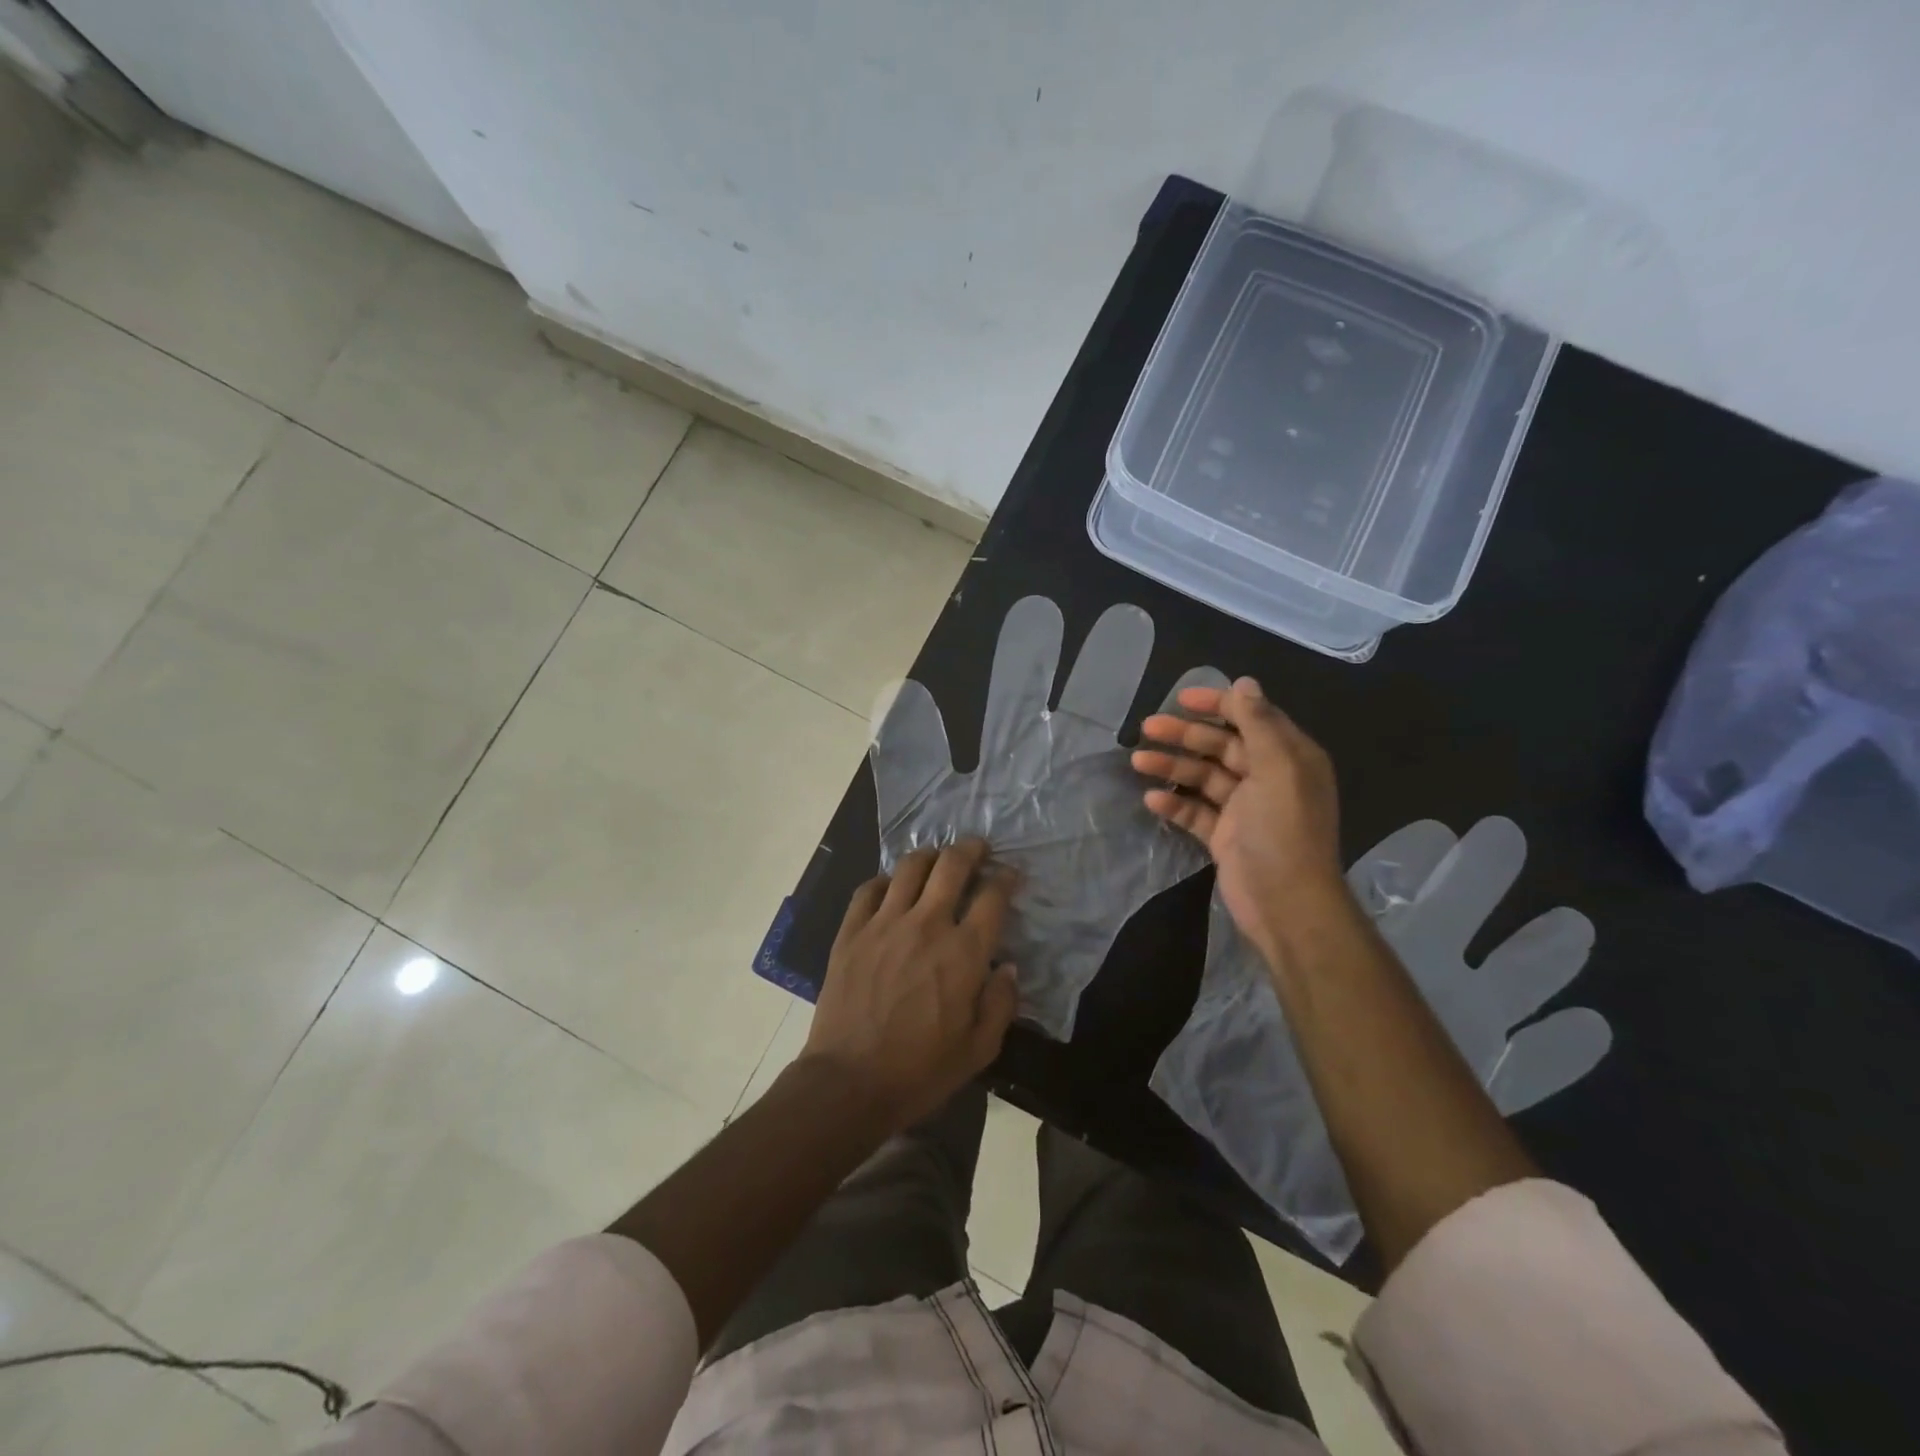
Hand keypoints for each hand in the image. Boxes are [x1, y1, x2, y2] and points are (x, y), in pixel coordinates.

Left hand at [802, 838, 1019, 1132]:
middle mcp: (927, 924)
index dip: (1006, 878)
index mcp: (964, 952)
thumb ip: (1001, 1003)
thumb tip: (1007, 967)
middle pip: (952, 864)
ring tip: (937, 859)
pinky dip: (885, 880)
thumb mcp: (979, 1049)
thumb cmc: (920, 1071)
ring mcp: (884, 923)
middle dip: (971, 849)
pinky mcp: (851, 931)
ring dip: (930, 856)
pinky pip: (869, 888)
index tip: (1011, 875)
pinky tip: (891, 887)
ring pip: (910, 866)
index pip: (993, 896)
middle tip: (978, 849)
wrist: (849, 1082)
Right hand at [1133, 676, 1348, 964]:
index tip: (1181, 699)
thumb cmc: (1283, 830)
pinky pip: (1196, 812)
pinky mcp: (1226, 836)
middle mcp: (1268, 778)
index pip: (1251, 718)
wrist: (1286, 903)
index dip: (1218, 705)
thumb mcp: (1277, 768)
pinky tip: (1151, 801)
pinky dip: (1175, 804)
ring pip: (1204, 778)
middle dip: (1185, 736)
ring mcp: (1245, 809)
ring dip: (1172, 767)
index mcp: (1288, 758)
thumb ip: (1258, 724)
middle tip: (1147, 727)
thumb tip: (1244, 682)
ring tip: (1137, 761)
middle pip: (1221, 746)